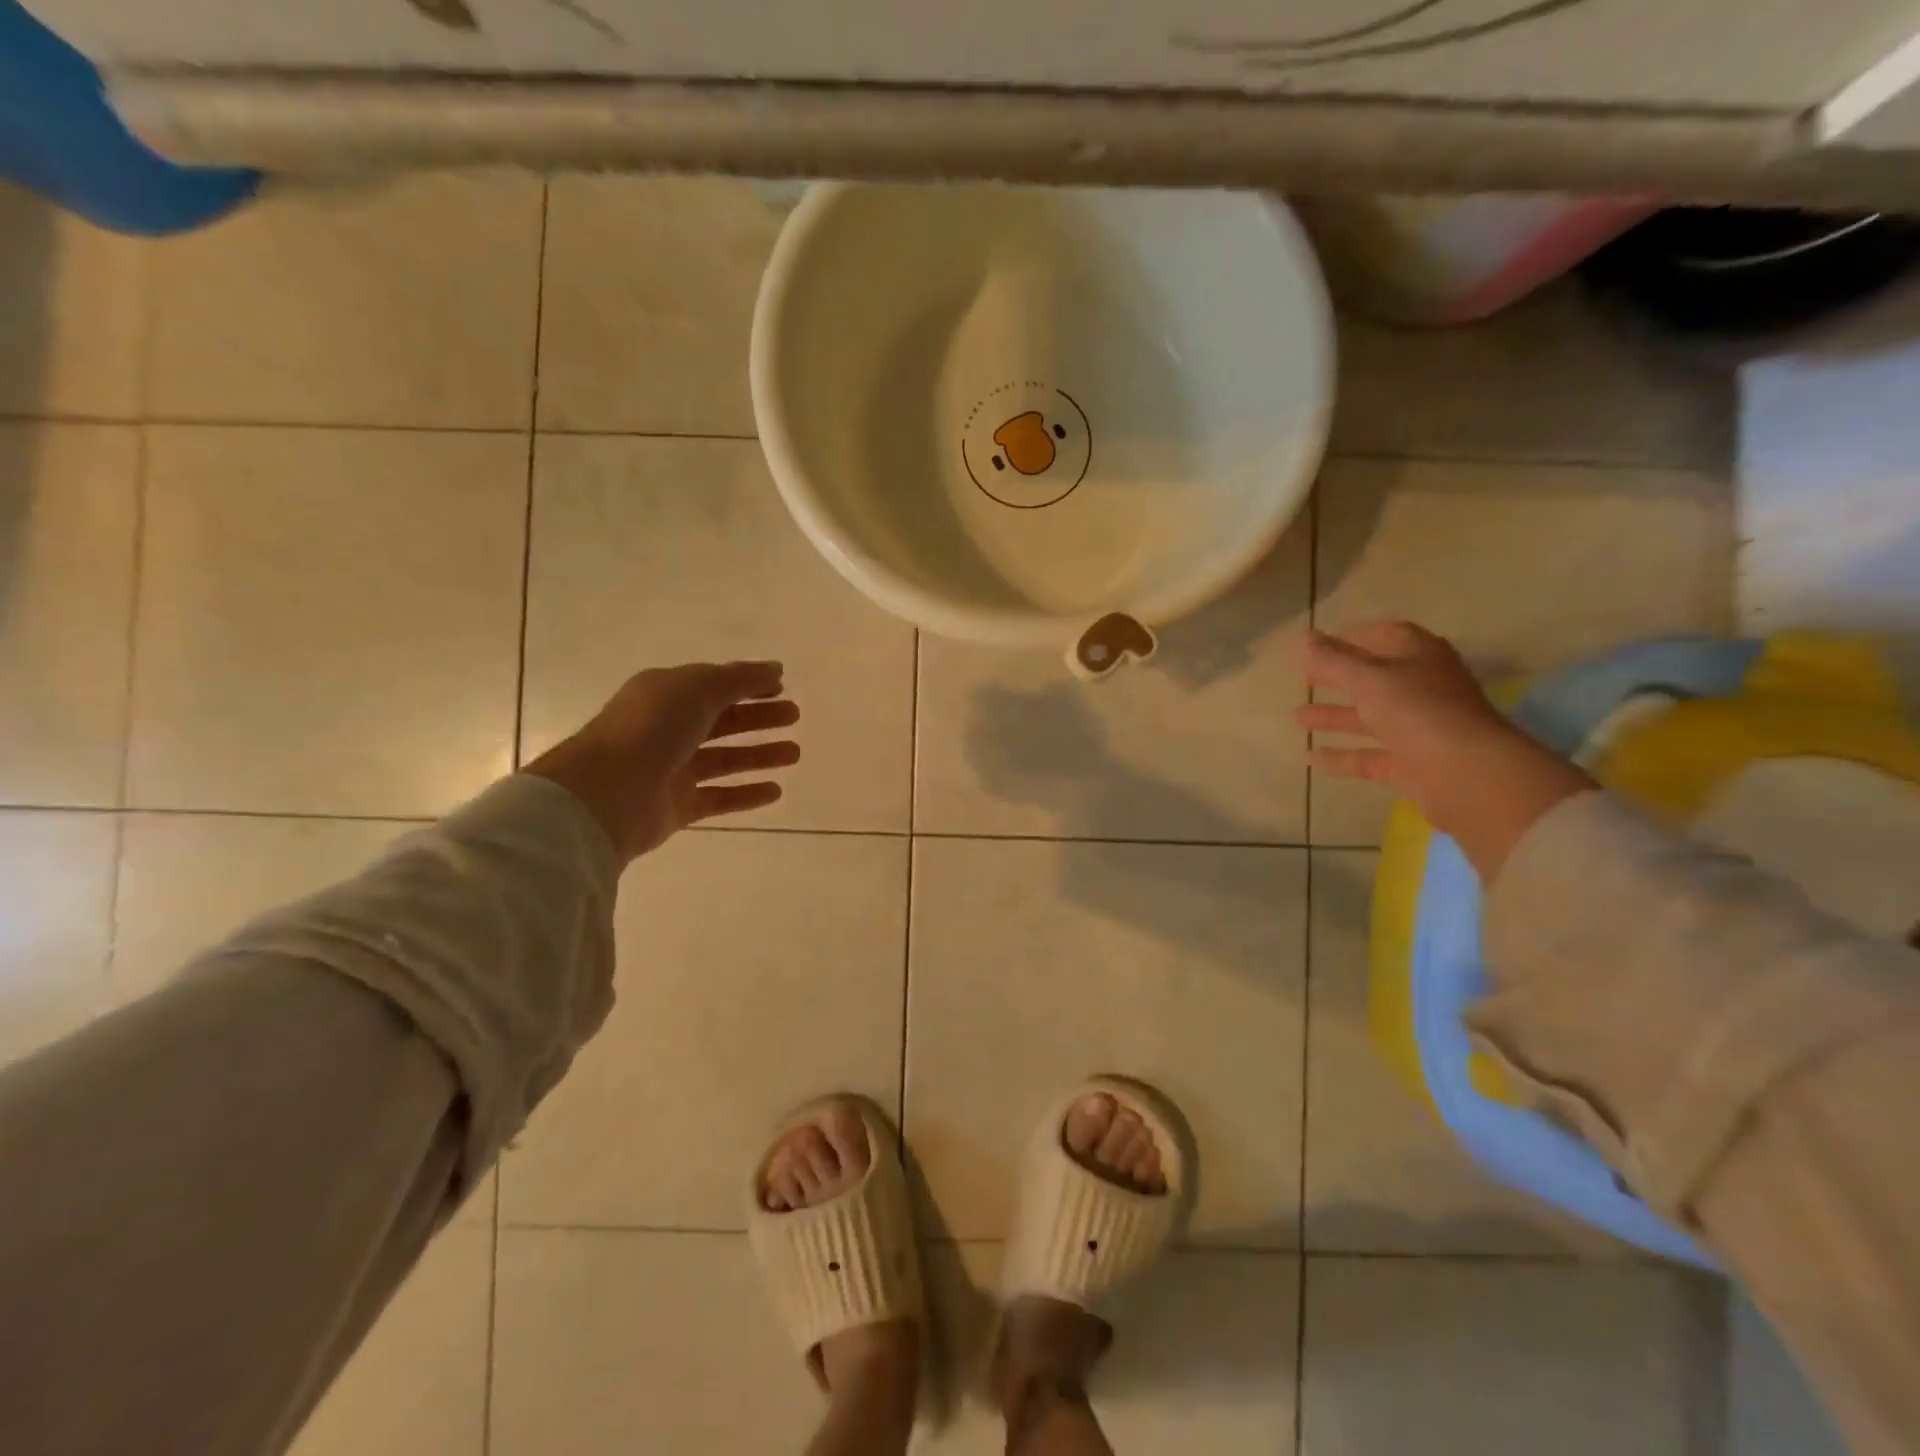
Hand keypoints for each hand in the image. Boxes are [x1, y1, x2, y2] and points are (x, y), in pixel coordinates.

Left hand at [526, 660, 799, 861]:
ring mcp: (671, 769)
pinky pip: (719, 798)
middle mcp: (667, 729)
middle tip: (794, 716)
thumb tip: (774, 669)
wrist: (607, 794)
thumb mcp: (698, 688)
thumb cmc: (652, 729)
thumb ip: (741, 678)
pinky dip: (747, 794)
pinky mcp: (677, 806)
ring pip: (724, 759)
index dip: (748, 684)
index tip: (782, 688)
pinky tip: (776, 790)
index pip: (713, 685)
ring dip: (760, 755)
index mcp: (665, 694)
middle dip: (758, 716)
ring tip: (794, 753)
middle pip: (721, 720)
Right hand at [1295, 622, 1594, 880]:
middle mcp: (1422, 689)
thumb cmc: (1418, 711)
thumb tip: (1302, 636)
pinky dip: (1342, 756)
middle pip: (1375, 678)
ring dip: (1335, 716)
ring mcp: (1419, 728)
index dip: (1353, 636)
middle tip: (1304, 678)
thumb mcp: (1368, 679)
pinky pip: (1370, 756)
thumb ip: (1332, 660)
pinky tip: (1309, 759)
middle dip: (1339, 677)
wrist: (1468, 774)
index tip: (1318, 644)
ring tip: (1297, 717)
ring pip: (1371, 718)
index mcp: (1420, 657)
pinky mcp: (1413, 764)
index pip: (1386, 636)